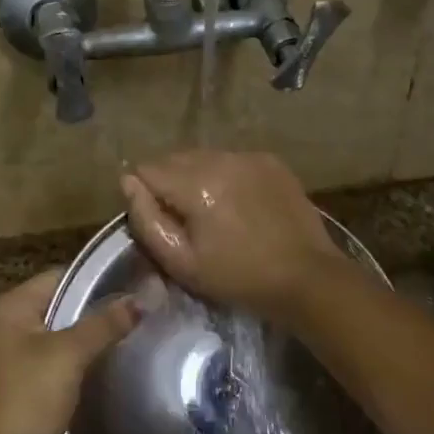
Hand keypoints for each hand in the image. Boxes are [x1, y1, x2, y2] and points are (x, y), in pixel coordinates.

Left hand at [0, 268, 138, 433]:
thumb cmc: (28, 400)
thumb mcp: (69, 355)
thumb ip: (105, 323)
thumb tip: (143, 296)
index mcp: (9, 306)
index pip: (60, 276)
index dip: (97, 279)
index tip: (138, 282)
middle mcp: (8, 324)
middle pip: (62, 304)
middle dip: (99, 308)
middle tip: (144, 308)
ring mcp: (15, 356)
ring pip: (64, 333)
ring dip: (94, 335)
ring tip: (138, 331)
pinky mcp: (26, 383)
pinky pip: (61, 359)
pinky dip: (84, 359)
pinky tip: (115, 361)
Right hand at [121, 150, 348, 321]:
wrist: (306, 277)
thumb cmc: (238, 277)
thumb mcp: (182, 262)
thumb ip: (147, 220)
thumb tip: (127, 182)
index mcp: (195, 183)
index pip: (147, 169)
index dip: (146, 195)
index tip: (161, 221)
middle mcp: (220, 158)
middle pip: (175, 159)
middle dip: (171, 183)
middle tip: (186, 220)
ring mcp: (248, 156)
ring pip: (204, 157)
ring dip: (198, 177)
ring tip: (214, 211)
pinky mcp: (270, 161)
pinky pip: (232, 160)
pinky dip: (226, 176)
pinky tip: (240, 204)